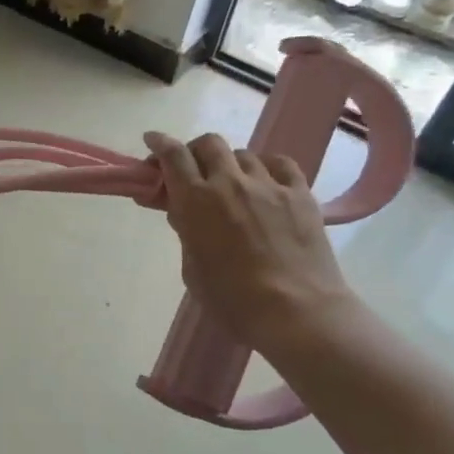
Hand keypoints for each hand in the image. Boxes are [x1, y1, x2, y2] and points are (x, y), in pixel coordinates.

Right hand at [144, 131, 356, 354]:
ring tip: (234, 184)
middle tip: (193, 170)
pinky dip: (267, 167)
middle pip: (208, 144)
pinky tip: (266, 182)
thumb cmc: (233, 300)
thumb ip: (186, 231)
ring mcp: (268, 185)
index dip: (159, 143)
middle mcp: (229, 182)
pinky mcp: (300, 194)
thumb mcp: (192, 267)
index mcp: (196, 200)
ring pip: (243, 153)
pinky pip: (280, 164)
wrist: (297, 312)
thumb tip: (185, 212)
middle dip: (195, 151)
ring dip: (231, 164)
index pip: (173, 155)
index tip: (152, 140)